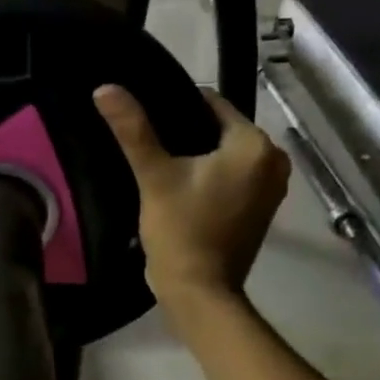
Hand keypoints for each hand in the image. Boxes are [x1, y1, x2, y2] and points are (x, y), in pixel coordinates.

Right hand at [93, 83, 290, 307]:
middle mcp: (274, 160)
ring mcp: (272, 187)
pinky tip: (184, 189)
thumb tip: (105, 88)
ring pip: (226, 155)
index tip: (147, 124)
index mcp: (254, 144)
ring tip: (163, 168)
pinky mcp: (262, 209)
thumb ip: (132, 129)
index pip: (211, 104)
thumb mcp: (154, 176)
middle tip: (152, 150)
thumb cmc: (180, 230)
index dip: (176, 109)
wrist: (200, 291)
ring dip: (198, 158)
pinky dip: (212, 178)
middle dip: (188, 135)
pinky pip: (233, 177)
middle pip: (220, 130)